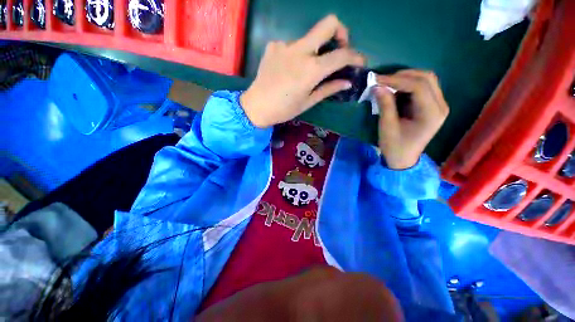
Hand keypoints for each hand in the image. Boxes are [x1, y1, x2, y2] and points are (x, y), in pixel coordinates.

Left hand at [241, 15, 365, 127]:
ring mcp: (284, 45)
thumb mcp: (308, 102)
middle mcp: (300, 50)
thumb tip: (347, 82)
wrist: (256, 106)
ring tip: (306, 69)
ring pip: (308, 37)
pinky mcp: (273, 45)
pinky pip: (292, 45)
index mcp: (311, 69)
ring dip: (314, 49)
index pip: (342, 54)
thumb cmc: (284, 109)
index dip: (356, 56)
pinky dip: (296, 54)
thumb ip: (328, 89)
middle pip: (328, 23)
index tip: (359, 62)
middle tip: (338, 49)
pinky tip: (289, 69)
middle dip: (341, 32)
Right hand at [374, 70, 448, 169]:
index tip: (377, 80)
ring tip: (387, 83)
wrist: (403, 159)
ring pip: (426, 80)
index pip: (418, 86)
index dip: (397, 80)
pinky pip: (423, 87)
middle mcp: (440, 106)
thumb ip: (385, 105)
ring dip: (406, 78)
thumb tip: (377, 86)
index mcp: (431, 113)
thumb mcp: (387, 127)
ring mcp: (438, 105)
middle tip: (382, 80)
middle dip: (402, 76)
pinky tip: (395, 89)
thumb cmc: (395, 146)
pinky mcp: (432, 106)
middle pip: (426, 78)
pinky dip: (408, 85)